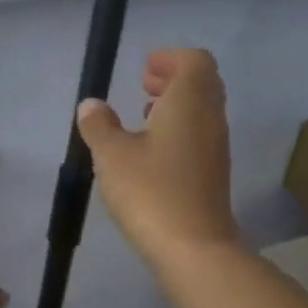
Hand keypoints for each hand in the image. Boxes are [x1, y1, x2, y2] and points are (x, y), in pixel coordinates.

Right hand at [76, 47, 239, 262]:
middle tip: (143, 87)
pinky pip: (200, 135)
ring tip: (142, 119)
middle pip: (202, 82)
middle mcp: (210, 118)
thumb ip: (100, 125)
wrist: (194, 248)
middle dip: (173, 79)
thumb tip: (91, 106)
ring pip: (202, 110)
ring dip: (176, 106)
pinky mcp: (214, 174)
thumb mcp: (112, 156)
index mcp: (189, 102)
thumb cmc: (151, 192)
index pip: (195, 61)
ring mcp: (216, 148)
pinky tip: (151, 153)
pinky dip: (179, 130)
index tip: (143, 71)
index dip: (169, 59)